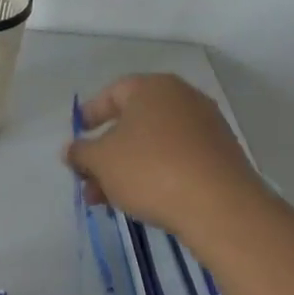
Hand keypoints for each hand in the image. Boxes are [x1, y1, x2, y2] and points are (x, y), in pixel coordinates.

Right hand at [65, 74, 265, 234]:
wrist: (221, 207)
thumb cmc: (150, 169)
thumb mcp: (101, 161)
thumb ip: (80, 152)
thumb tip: (72, 150)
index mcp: (152, 87)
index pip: (112, 93)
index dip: (89, 115)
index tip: (77, 138)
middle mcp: (182, 99)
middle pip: (133, 123)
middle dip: (106, 153)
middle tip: (88, 179)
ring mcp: (206, 127)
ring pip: (154, 145)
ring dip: (127, 169)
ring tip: (108, 200)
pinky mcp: (221, 156)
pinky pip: (178, 159)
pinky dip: (156, 174)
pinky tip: (142, 201)